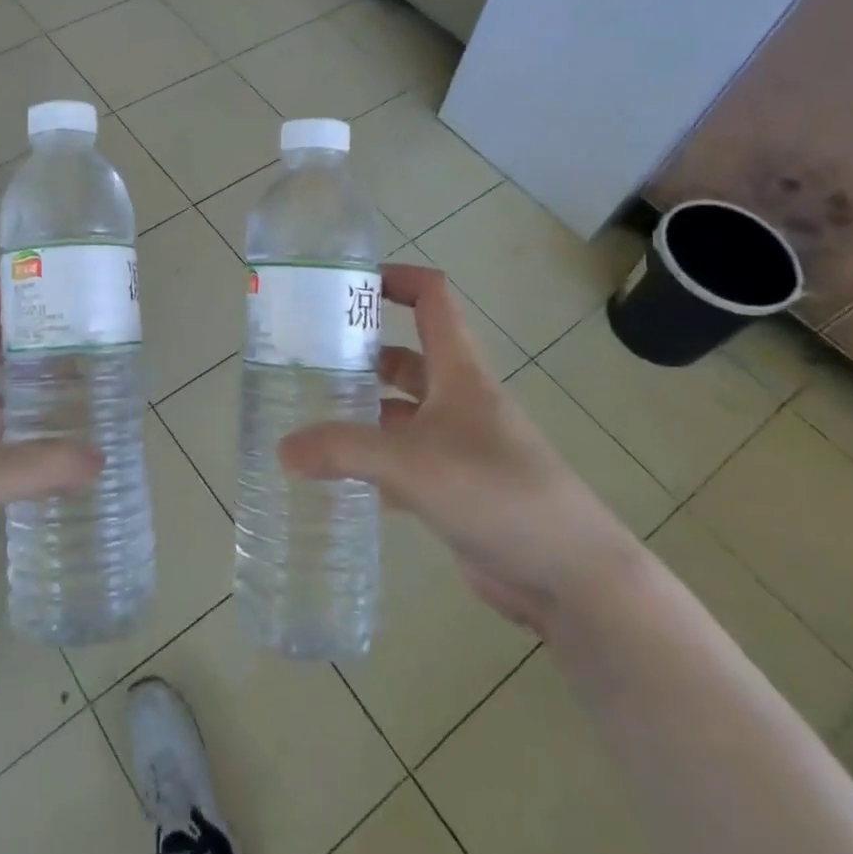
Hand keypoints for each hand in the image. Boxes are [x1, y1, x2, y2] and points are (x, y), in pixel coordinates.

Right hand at [280, 264, 640, 632]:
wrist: (570, 574)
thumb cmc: (496, 492)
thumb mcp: (412, 463)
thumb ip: (343, 450)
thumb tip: (282, 449)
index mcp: (459, 372)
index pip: (432, 299)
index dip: (395, 280)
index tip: (346, 286)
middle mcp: (459, 400)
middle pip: (406, 357)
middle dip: (361, 353)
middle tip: (308, 362)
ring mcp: (459, 445)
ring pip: (401, 413)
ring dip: (363, 411)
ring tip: (309, 418)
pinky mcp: (456, 488)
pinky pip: (404, 462)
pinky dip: (373, 464)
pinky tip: (337, 478)